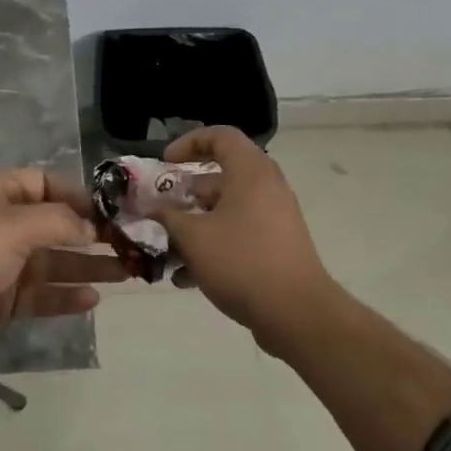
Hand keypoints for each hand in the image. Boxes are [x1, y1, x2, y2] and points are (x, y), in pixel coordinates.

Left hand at [0, 169, 128, 361]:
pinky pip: (39, 293)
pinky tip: (93, 299)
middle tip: (130, 246)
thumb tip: (92, 227)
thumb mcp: (15, 226)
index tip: (111, 213)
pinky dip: (64, 295)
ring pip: (52, 261)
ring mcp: (0, 262)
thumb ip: (60, 223)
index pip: (45, 184)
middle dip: (91, 235)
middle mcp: (0, 223)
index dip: (78, 196)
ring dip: (86, 266)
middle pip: (54, 225)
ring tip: (127, 273)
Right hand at [159, 128, 334, 338]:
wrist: (297, 313)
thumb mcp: (193, 237)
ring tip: (167, 250)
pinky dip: (213, 245)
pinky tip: (186, 277)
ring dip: (194, 225)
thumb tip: (153, 209)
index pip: (221, 136)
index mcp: (250, 173)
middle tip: (160, 209)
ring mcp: (274, 218)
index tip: (166, 163)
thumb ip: (168, 217)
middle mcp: (266, 188)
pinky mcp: (276, 246)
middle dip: (185, 193)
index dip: (189, 143)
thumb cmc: (242, 262)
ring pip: (226, 210)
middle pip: (220, 176)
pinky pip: (238, 234)